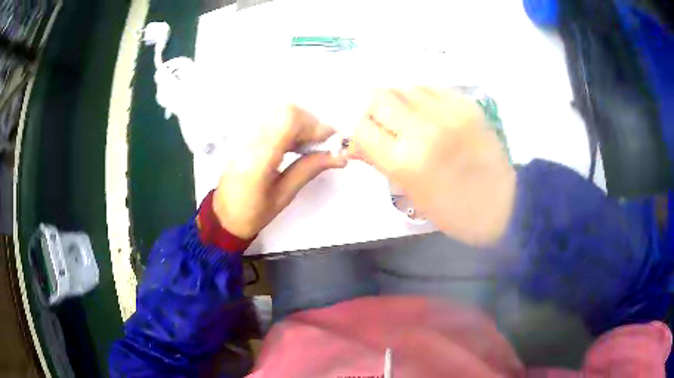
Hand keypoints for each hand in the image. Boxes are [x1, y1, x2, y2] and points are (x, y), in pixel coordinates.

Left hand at [213, 105, 346, 238]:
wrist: (223, 214)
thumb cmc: (253, 213)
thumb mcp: (284, 196)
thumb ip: (308, 169)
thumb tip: (339, 156)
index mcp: (258, 161)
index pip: (288, 122)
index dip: (314, 126)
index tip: (330, 141)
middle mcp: (249, 140)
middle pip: (286, 111)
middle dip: (310, 123)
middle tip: (319, 144)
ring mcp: (242, 134)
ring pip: (279, 111)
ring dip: (300, 123)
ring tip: (306, 145)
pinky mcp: (242, 134)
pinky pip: (270, 118)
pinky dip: (288, 125)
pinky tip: (292, 142)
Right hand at [350, 88, 515, 244]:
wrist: (502, 204)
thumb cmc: (452, 210)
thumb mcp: (410, 192)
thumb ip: (380, 161)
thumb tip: (356, 141)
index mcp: (405, 161)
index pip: (360, 126)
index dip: (355, 126)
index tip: (360, 130)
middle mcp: (423, 130)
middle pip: (378, 96)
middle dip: (373, 107)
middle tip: (382, 120)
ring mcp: (447, 113)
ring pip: (405, 87)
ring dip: (399, 100)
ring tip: (408, 116)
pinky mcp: (467, 104)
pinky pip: (432, 89)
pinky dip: (423, 98)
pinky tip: (430, 112)